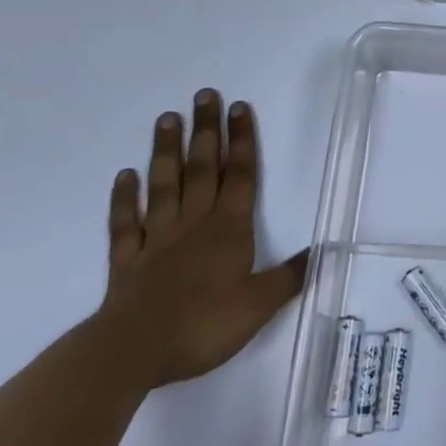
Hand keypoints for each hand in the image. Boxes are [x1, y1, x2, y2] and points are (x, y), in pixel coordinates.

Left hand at [99, 89, 308, 390]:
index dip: (242, 140)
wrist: (134, 350)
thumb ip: (289, 277)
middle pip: (202, 168)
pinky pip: (125, 223)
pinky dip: (124, 198)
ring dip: (166, 151)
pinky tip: (124, 176)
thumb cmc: (203, 324)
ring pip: (164, 185)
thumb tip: (322, 251)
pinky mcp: (126, 260)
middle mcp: (194, 223)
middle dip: (206, 131)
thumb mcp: (259, 305)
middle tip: (204, 95)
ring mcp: (157, 239)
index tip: (239, 106)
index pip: (240, 175)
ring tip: (167, 118)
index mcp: (229, 229)